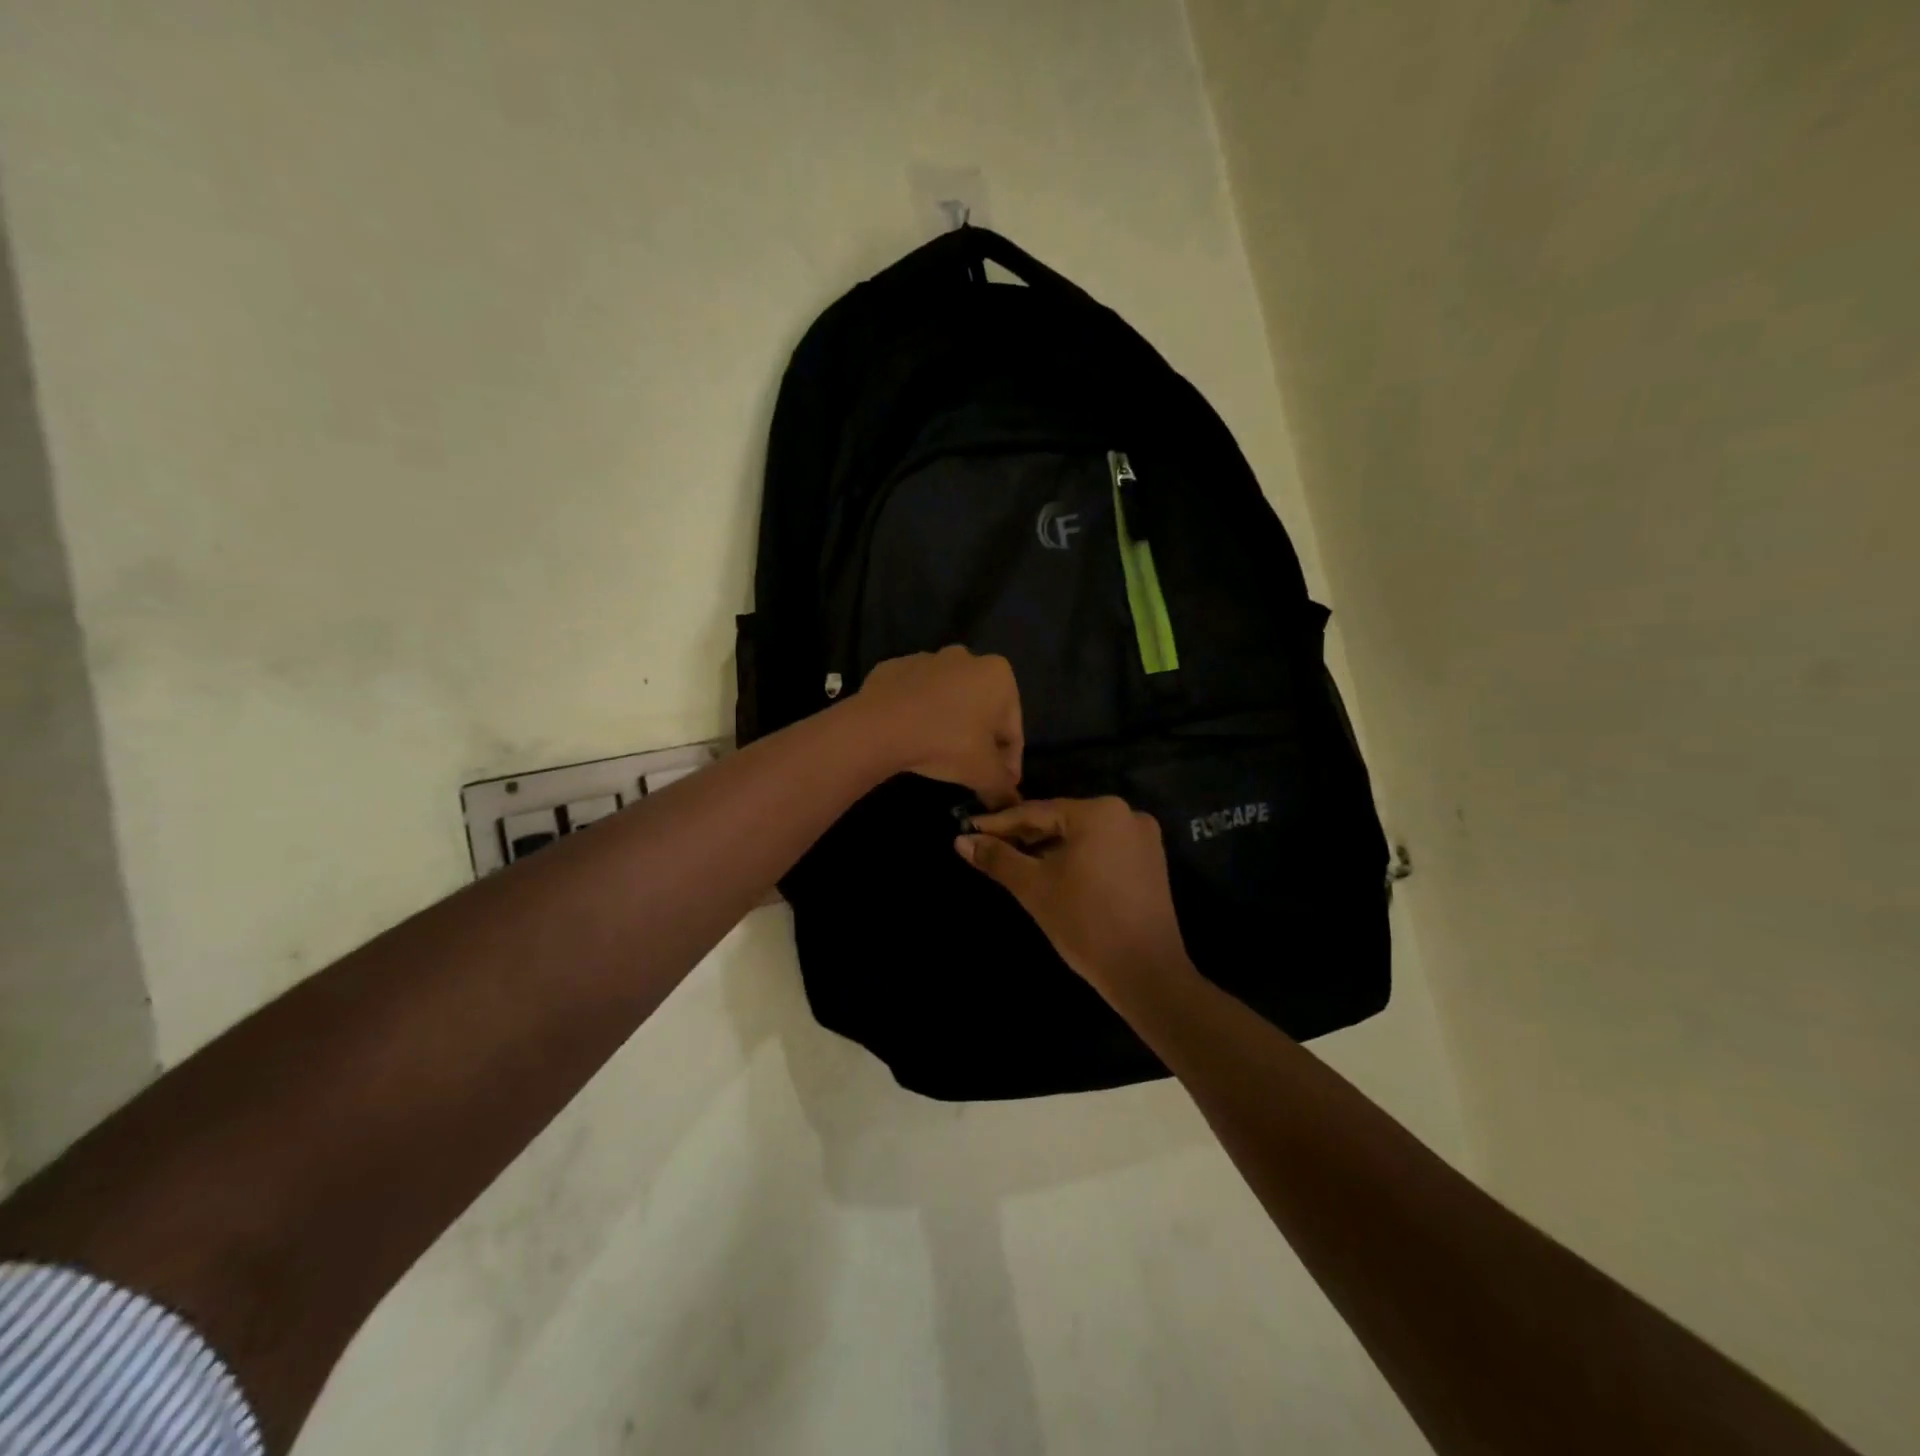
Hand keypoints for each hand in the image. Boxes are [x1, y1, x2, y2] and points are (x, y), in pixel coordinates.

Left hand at [855, 646, 1023, 809]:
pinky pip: (915, 697)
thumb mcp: (983, 773)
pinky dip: (918, 714)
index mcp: (999, 675)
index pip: (1012, 729)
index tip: (1001, 784)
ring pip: (948, 700)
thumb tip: (1010, 803)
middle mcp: (967, 658)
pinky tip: (912, 738)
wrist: (881, 726)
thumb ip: (1003, 788)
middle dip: (980, 740)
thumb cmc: (947, 743)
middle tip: (972, 771)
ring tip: (938, 755)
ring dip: (949, 724)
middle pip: (982, 710)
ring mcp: (927, 658)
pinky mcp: (895, 667)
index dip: (1009, 762)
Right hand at [957, 797, 1194, 999]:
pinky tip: (1050, 871)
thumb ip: (997, 859)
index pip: (1036, 811)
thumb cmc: (1085, 923)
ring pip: (1081, 835)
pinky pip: (1101, 849)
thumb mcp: (1034, 888)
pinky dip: (1074, 857)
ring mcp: (1142, 838)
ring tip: (1013, 860)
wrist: (1146, 973)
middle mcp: (1126, 814)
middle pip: (1061, 820)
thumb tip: (961, 841)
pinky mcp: (1150, 861)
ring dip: (1047, 847)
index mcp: (1099, 811)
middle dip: (1023, 834)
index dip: (999, 823)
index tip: (968, 829)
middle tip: (986, 846)